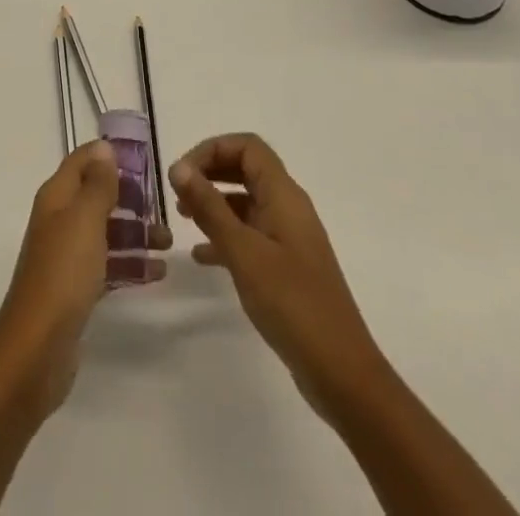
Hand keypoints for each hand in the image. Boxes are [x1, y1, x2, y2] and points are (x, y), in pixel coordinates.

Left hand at [0, 141, 170, 417]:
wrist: (37, 349)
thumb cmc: (64, 273)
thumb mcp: (85, 219)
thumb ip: (98, 183)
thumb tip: (104, 148)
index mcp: (56, 197)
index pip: (82, 161)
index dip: (109, 156)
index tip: (144, 161)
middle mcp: (59, 220)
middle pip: (96, 196)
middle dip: (129, 198)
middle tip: (162, 207)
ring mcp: (66, 256)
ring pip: (105, 232)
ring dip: (135, 233)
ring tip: (168, 243)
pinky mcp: (76, 288)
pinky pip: (107, 264)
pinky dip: (130, 264)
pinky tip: (157, 272)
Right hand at [170, 133, 383, 418]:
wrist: (341, 372)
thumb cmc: (292, 303)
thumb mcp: (243, 252)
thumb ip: (209, 207)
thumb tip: (178, 167)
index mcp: (284, 195)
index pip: (247, 147)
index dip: (212, 150)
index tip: (182, 173)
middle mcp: (288, 207)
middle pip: (246, 169)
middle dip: (210, 172)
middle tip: (178, 191)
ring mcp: (289, 237)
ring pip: (246, 202)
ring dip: (214, 203)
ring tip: (182, 218)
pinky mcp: (286, 265)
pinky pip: (251, 234)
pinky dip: (225, 236)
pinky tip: (201, 256)